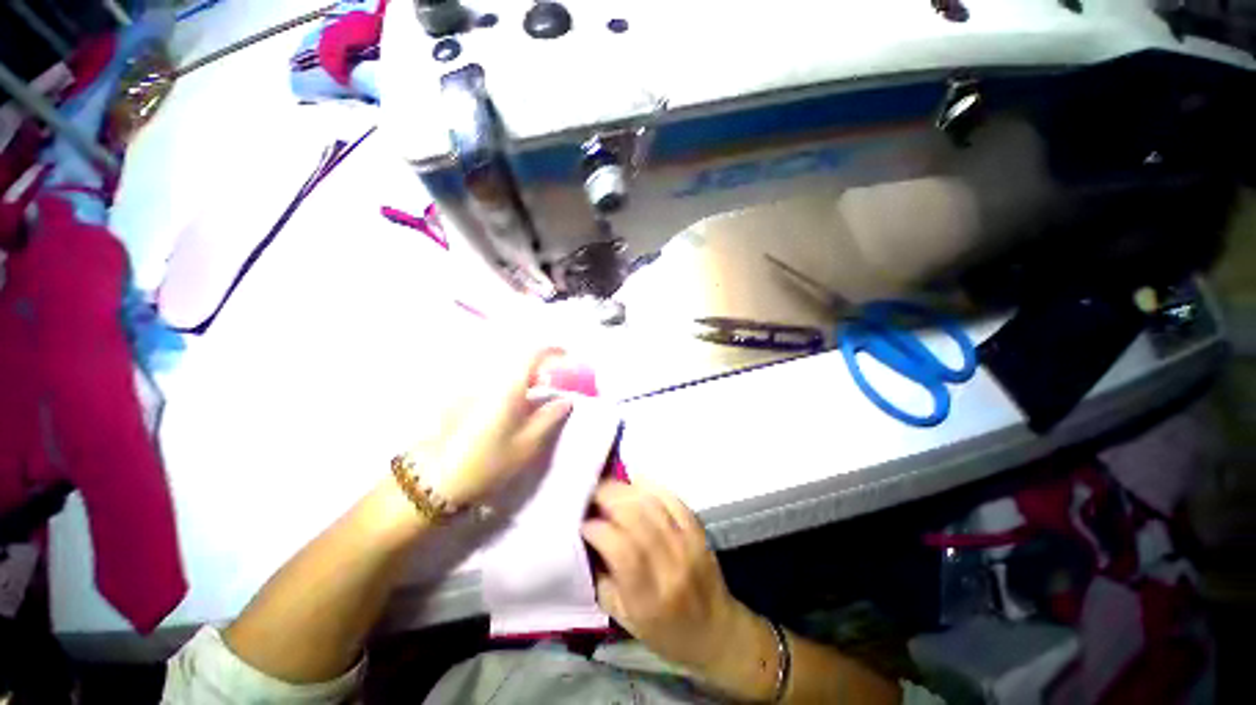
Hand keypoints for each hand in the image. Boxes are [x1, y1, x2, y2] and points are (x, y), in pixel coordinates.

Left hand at [410, 348, 573, 506]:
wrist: (434, 482)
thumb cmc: (487, 462)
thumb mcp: (527, 445)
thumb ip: (549, 418)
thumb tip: (565, 400)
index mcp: (508, 388)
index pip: (532, 354)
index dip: (552, 351)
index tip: (566, 357)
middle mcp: (490, 381)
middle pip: (519, 361)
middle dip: (541, 366)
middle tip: (555, 382)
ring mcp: (475, 390)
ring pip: (507, 372)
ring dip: (526, 376)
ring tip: (538, 394)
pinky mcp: (465, 401)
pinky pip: (495, 383)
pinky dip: (512, 386)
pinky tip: (516, 405)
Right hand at [582, 481, 775, 698]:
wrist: (716, 632)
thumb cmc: (665, 633)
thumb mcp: (624, 619)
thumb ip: (603, 579)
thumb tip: (588, 541)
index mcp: (647, 598)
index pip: (621, 550)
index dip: (598, 529)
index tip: (584, 523)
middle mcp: (669, 567)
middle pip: (636, 518)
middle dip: (608, 499)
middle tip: (591, 495)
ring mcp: (687, 545)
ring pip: (653, 504)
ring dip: (626, 490)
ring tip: (609, 487)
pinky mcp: (698, 531)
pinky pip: (673, 499)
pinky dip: (652, 486)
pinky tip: (636, 482)